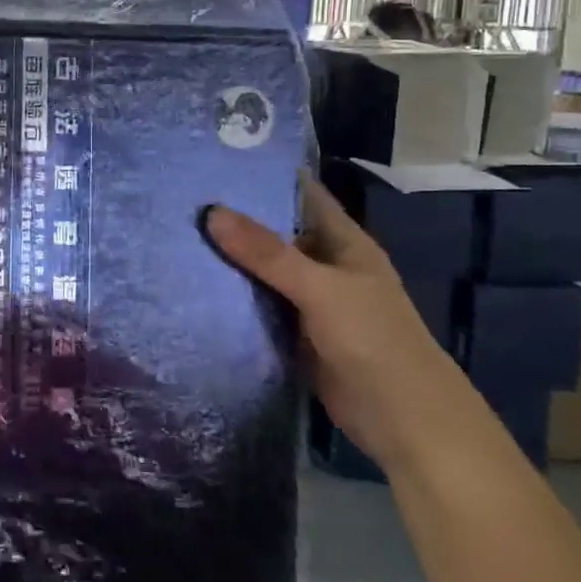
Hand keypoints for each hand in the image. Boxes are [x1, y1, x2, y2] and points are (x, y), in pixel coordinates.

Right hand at [205, 182, 481, 468]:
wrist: (403, 421)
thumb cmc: (373, 340)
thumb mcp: (319, 288)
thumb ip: (267, 252)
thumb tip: (211, 211)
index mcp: (344, 243)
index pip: (303, 195)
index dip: (267, 176)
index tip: (217, 160)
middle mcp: (325, 265)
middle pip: (277, 233)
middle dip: (236, 218)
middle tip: (181, 199)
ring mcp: (310, 301)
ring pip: (264, 271)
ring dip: (230, 259)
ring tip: (176, 235)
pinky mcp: (295, 333)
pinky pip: (259, 306)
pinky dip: (234, 297)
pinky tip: (194, 286)